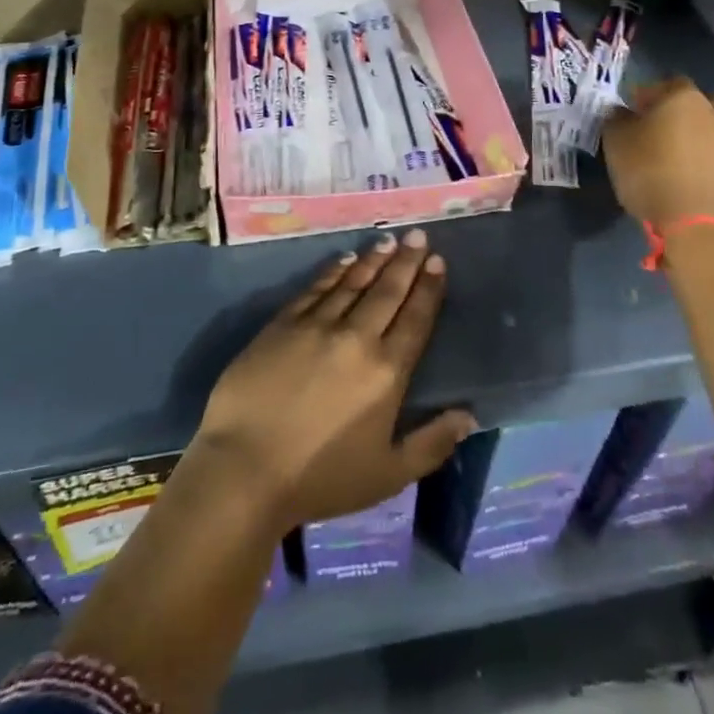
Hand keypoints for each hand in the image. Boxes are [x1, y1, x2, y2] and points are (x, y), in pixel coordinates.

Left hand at [191, 232, 475, 531]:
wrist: (245, 468)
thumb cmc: (320, 478)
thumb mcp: (388, 475)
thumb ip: (431, 444)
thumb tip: (468, 416)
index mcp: (386, 371)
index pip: (415, 319)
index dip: (428, 289)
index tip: (438, 262)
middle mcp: (357, 337)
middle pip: (387, 291)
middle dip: (406, 261)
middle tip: (418, 235)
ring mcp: (317, 325)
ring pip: (353, 282)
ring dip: (374, 260)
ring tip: (389, 240)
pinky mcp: (283, 323)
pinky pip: (316, 288)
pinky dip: (334, 271)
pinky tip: (345, 259)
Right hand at [602, 76, 713, 230]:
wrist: (697, 226)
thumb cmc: (650, 175)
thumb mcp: (616, 144)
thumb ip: (616, 119)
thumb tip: (621, 112)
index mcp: (683, 97)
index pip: (665, 83)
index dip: (647, 95)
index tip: (633, 112)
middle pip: (701, 99)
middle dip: (685, 108)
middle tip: (664, 128)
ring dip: (709, 129)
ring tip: (689, 150)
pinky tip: (704, 170)